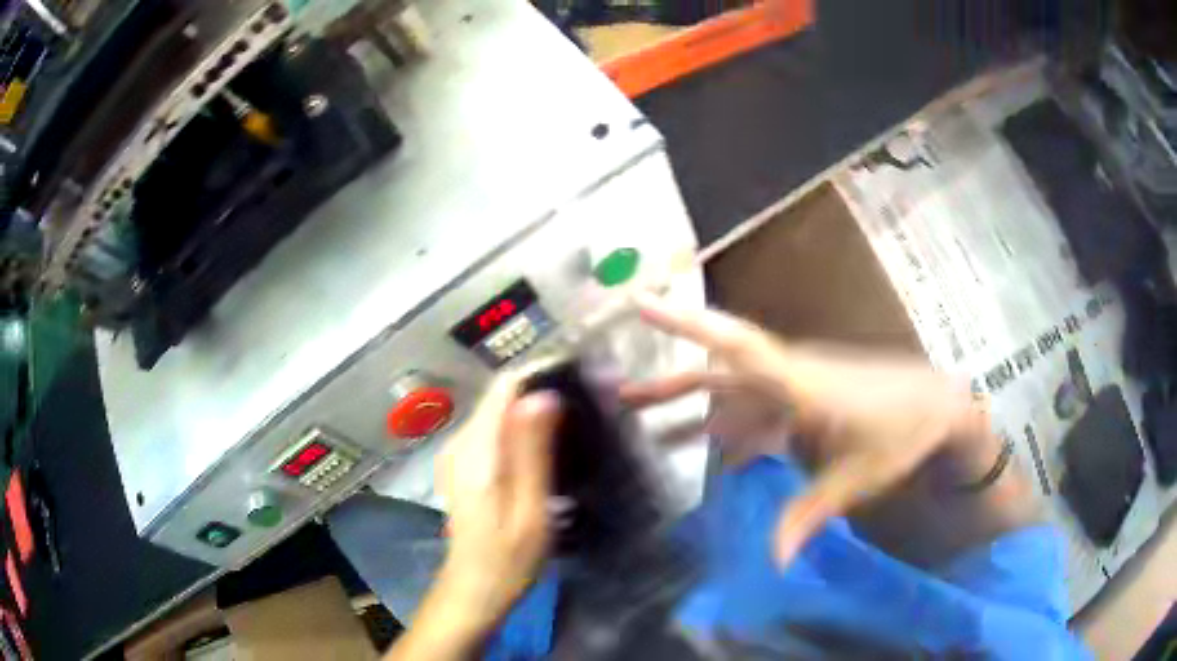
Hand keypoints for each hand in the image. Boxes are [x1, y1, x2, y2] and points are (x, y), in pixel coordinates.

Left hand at [437, 373, 560, 630]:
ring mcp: (457, 453)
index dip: (541, 374)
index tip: (579, 379)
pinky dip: (520, 431)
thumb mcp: (530, 508)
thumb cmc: (508, 558)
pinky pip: (493, 432)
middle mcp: (459, 442)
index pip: (505, 387)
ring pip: (498, 413)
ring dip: (533, 413)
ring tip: (573, 427)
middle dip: (541, 394)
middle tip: (585, 409)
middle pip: (501, 397)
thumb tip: (544, 394)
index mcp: (475, 450)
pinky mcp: (462, 465)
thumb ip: (533, 450)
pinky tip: (546, 450)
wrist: (474, 589)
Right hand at [622, 294, 988, 565]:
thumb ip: (809, 515)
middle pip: (718, 372)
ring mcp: (795, 387)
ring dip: (692, 409)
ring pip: (732, 393)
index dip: (684, 323)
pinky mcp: (804, 400)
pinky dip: (730, 431)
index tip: (638, 301)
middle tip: (621, 397)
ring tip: (648, 430)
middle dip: (669, 383)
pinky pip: (755, 412)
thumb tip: (772, 564)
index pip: (734, 346)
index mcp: (798, 384)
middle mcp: (788, 377)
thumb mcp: (857, 478)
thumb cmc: (902, 433)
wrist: (938, 407)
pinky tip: (715, 457)